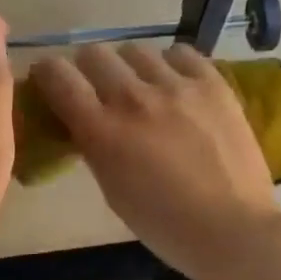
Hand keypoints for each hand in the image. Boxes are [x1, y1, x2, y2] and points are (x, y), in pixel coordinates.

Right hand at [30, 43, 280, 279]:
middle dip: (89, 70)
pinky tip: (179, 86)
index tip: (52, 82)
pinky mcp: (213, 84)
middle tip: (101, 91)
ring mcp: (176, 86)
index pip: (58, 76)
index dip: (48, 74)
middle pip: (95, 54)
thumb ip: (95, 147)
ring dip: (132, 68)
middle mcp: (133, 98)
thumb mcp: (113, 191)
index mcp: (102, 131)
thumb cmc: (166, 225)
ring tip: (146, 90)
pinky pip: (182, 53)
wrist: (232, 229)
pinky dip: (172, 65)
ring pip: (137, 50)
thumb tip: (86, 121)